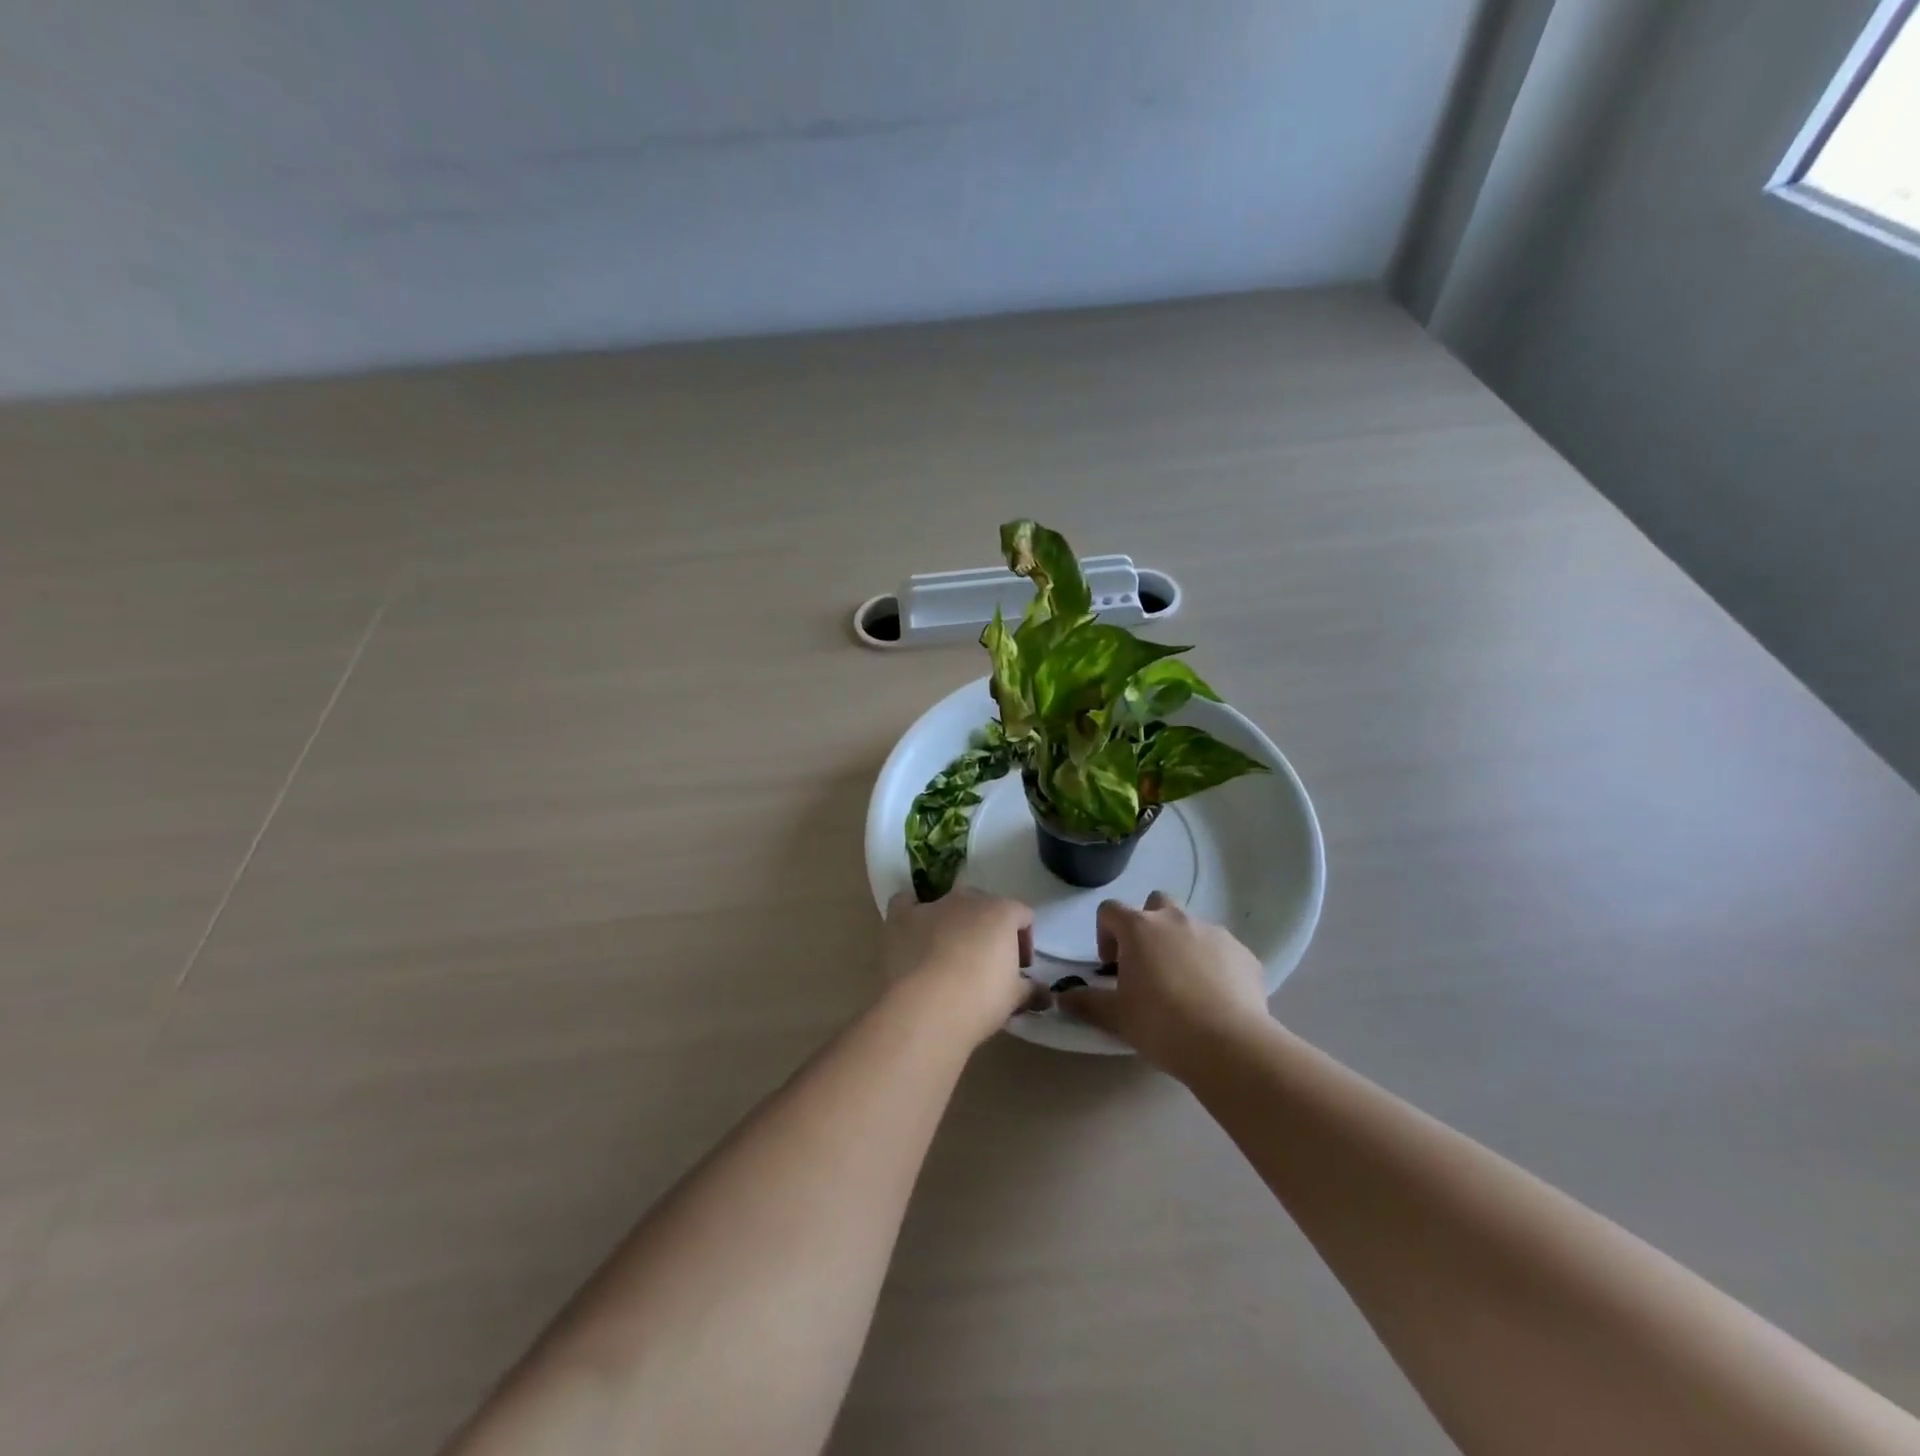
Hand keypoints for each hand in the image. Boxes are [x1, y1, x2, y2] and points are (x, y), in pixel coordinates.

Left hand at [883, 890, 1036, 1048]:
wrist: (927, 1007)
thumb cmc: (980, 999)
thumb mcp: (1014, 998)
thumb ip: (1032, 990)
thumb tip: (1046, 995)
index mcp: (1002, 912)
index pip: (1022, 915)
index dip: (1024, 942)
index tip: (1020, 970)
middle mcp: (967, 900)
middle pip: (986, 906)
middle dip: (989, 930)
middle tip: (987, 965)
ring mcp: (932, 905)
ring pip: (948, 903)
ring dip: (954, 922)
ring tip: (950, 954)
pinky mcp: (901, 918)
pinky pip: (906, 903)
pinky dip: (911, 913)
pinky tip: (913, 932)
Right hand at [1057, 891, 1270, 1072]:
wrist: (1229, 1045)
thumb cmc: (1161, 1024)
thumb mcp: (1116, 1017)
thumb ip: (1085, 1002)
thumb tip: (1062, 996)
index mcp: (1140, 928)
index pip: (1110, 910)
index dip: (1105, 933)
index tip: (1110, 965)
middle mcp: (1176, 920)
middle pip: (1155, 903)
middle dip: (1147, 926)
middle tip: (1147, 964)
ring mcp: (1213, 933)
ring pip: (1191, 926)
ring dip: (1181, 945)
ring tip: (1183, 985)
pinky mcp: (1243, 953)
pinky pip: (1221, 950)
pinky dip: (1213, 964)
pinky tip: (1214, 998)